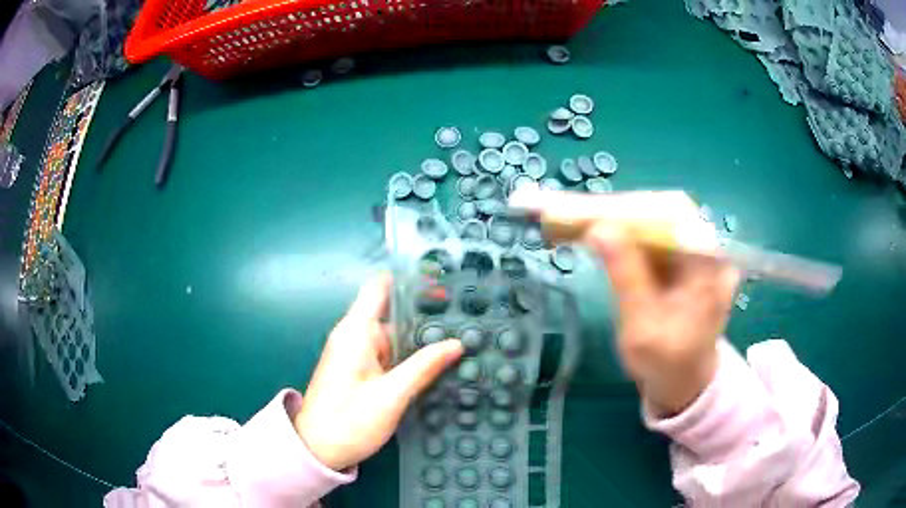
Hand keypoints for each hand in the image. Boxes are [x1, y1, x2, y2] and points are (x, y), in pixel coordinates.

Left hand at [294, 274, 462, 470]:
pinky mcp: (360, 370)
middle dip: (426, 313)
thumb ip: (424, 367)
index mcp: (356, 331)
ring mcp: (357, 353)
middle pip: (392, 312)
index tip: (443, 278)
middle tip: (467, 314)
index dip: (409, 279)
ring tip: (462, 334)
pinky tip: (437, 359)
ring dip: (421, 336)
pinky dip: (411, 353)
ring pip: (394, 335)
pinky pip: (389, 353)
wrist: (317, 450)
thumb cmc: (349, 420)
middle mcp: (355, 335)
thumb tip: (456, 343)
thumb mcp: (392, 395)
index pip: (380, 288)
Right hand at [583, 204, 738, 416]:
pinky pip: (660, 240)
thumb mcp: (641, 324)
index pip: (670, 216)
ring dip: (625, 226)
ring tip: (588, 223)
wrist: (684, 383)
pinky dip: (633, 240)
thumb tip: (599, 227)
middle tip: (583, 215)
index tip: (591, 210)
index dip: (630, 210)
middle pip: (665, 215)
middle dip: (623, 215)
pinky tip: (608, 240)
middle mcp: (710, 252)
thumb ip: (625, 274)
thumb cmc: (666, 363)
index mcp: (709, 265)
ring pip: (660, 226)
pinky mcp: (689, 263)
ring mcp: (700, 256)